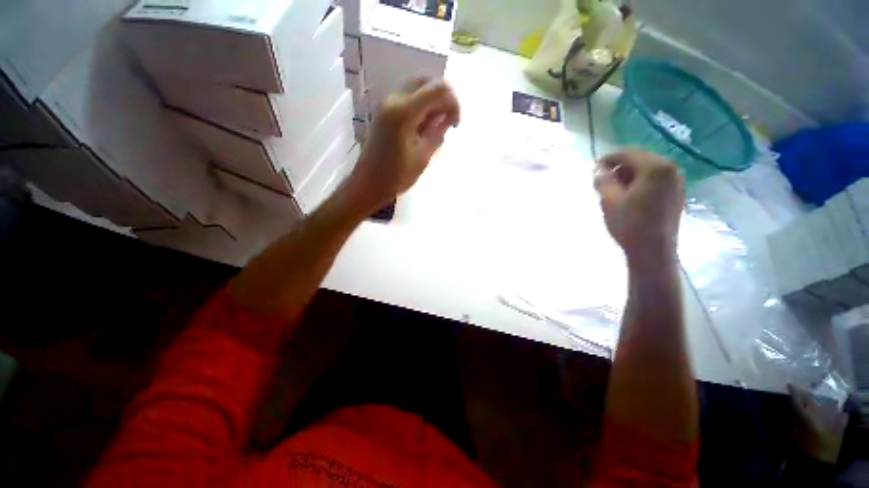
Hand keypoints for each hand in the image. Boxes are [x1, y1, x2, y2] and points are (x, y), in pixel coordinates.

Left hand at [344, 78, 460, 212]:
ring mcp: (386, 104)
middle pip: (426, 81)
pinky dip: (420, 105)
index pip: (438, 90)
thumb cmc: (396, 176)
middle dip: (443, 97)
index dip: (453, 103)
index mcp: (404, 112)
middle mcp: (394, 99)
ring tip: (435, 126)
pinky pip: (407, 97)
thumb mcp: (423, 157)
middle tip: (447, 121)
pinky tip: (423, 127)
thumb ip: (437, 133)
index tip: (455, 125)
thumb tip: (446, 119)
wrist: (368, 183)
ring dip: (431, 101)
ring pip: (416, 87)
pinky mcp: (384, 111)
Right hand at [594, 149, 684, 259]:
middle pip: (639, 159)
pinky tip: (629, 196)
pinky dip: (640, 182)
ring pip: (647, 169)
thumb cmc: (629, 224)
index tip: (593, 168)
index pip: (627, 153)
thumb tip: (598, 169)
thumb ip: (603, 180)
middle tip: (601, 181)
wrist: (653, 250)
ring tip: (613, 190)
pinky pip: (655, 179)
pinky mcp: (676, 193)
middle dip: (619, 167)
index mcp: (654, 167)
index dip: (608, 158)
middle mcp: (670, 168)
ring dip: (628, 175)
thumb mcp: (609, 200)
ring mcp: (676, 181)